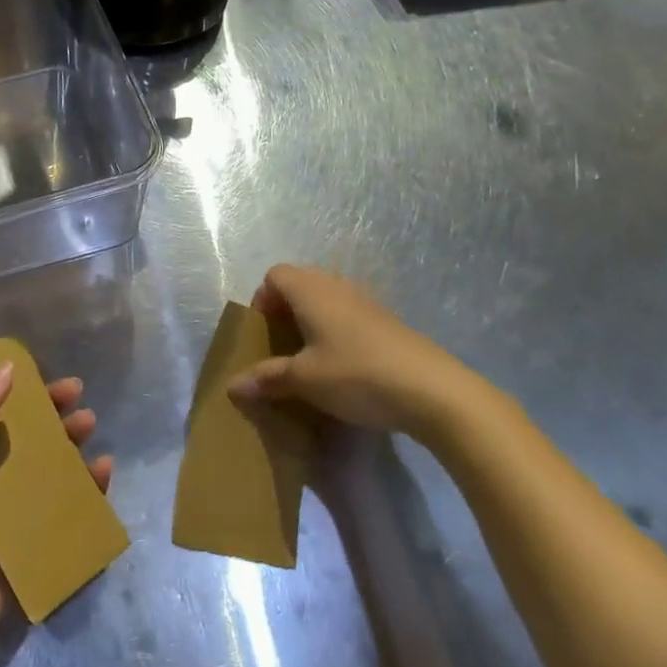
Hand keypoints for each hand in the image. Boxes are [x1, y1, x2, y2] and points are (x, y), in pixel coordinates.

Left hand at [0, 366, 112, 663]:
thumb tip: (8, 369)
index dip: (19, 391)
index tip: (46, 375)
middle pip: (25, 435)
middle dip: (52, 413)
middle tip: (78, 395)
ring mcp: (9, 512)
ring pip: (49, 467)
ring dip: (71, 443)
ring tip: (90, 425)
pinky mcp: (31, 544)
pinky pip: (65, 509)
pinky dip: (87, 489)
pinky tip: (104, 470)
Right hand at [228, 264, 483, 438]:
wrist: (434, 391)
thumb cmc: (357, 375)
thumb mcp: (305, 381)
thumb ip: (268, 378)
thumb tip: (232, 386)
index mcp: (311, 291)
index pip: (275, 275)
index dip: (263, 299)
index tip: (264, 333)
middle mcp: (337, 286)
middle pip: (301, 282)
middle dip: (285, 310)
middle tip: (283, 344)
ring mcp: (367, 302)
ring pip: (327, 298)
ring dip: (313, 320)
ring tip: (311, 357)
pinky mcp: (389, 322)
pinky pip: (350, 314)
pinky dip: (337, 331)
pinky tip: (344, 366)